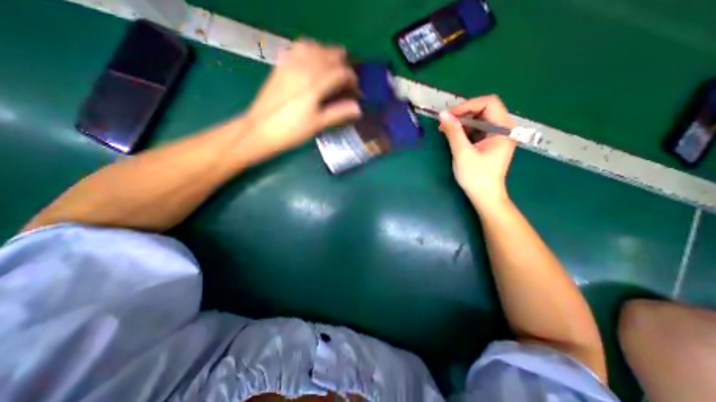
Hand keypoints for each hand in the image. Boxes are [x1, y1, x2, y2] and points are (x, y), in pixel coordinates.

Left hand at [239, 39, 357, 163]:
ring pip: (314, 46)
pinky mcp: (281, 66)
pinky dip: (311, 49)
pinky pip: (298, 48)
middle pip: (329, 54)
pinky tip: (313, 59)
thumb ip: (338, 113)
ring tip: (333, 67)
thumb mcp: (317, 124)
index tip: (356, 89)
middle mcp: (303, 69)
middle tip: (347, 79)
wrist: (261, 129)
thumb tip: (358, 108)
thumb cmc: (292, 130)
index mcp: (314, 85)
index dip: (352, 79)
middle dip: (343, 64)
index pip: (340, 72)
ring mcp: (290, 64)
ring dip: (327, 53)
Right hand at [440, 94, 517, 208]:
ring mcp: (497, 136)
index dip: (467, 105)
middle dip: (463, 114)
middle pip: (484, 109)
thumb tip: (443, 114)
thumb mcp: (462, 153)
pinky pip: (477, 129)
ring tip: (445, 130)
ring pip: (479, 119)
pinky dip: (465, 130)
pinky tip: (453, 136)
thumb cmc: (476, 176)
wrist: (485, 196)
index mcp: (503, 129)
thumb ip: (454, 132)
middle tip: (445, 123)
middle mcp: (504, 129)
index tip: (449, 116)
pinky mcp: (490, 143)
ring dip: (462, 122)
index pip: (489, 103)